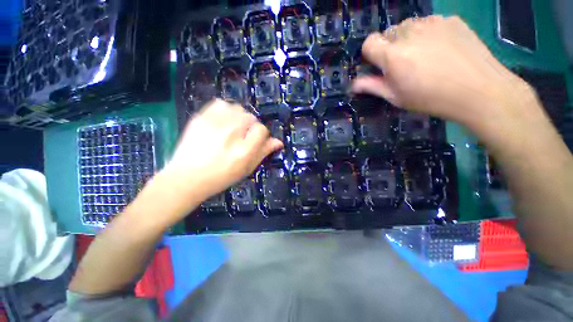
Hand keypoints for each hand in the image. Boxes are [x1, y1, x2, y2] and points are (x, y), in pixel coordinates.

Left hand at [161, 99, 282, 207]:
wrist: (186, 177)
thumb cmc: (221, 177)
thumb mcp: (246, 169)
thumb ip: (263, 153)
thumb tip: (278, 142)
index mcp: (243, 150)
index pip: (262, 130)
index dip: (261, 135)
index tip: (255, 140)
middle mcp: (231, 134)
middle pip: (251, 117)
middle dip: (250, 126)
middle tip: (242, 137)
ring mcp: (214, 123)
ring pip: (237, 109)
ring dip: (239, 117)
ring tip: (232, 128)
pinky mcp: (200, 117)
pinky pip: (220, 103)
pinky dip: (225, 110)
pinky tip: (222, 121)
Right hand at [352, 15, 536, 134]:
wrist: (479, 90)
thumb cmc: (431, 98)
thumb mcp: (396, 97)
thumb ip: (372, 87)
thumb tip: (354, 84)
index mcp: (393, 55)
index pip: (369, 42)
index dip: (370, 53)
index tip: (378, 65)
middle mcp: (409, 32)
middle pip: (388, 33)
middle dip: (390, 47)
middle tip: (404, 64)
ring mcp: (432, 22)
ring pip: (408, 26)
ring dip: (408, 39)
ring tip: (424, 56)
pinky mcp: (450, 19)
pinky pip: (429, 23)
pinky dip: (428, 33)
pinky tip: (441, 49)